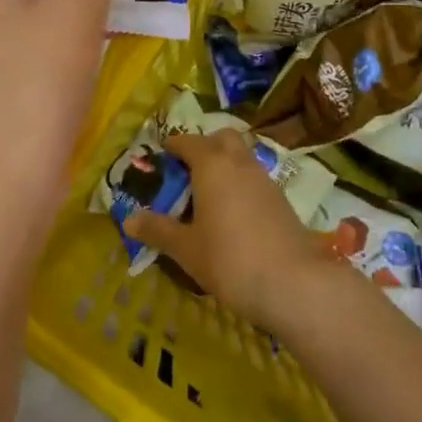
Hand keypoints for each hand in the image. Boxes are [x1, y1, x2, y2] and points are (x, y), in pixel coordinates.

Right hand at [123, 129, 335, 333]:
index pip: (188, 142)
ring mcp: (264, 178)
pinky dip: (240, 185)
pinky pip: (254, 178)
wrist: (293, 282)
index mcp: (211, 164)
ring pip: (241, 156)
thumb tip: (128, 220)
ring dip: (224, 165)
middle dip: (204, 147)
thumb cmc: (229, 260)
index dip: (173, 147)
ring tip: (208, 197)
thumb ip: (157, 230)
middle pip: (221, 138)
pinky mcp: (281, 198)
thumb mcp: (186, 249)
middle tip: (187, 174)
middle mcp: (239, 162)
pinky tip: (233, 215)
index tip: (161, 159)